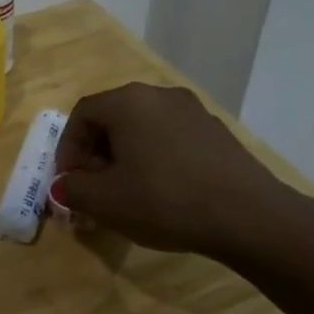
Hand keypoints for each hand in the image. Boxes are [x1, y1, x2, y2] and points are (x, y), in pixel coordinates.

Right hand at [52, 83, 302, 259]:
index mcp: (128, 101)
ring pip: (142, 130)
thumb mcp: (104, 201)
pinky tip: (161, 193)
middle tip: (93, 190)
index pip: (81, 115)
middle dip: (94, 156)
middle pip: (112, 119)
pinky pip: (170, 140)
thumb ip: (72, 189)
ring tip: (125, 195)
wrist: (249, 217)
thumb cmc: (164, 200)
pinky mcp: (217, 133)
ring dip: (124, 159)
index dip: (67, 150)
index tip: (68, 182)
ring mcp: (193, 111)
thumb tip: (65, 186)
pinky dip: (154, 160)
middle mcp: (160, 95)